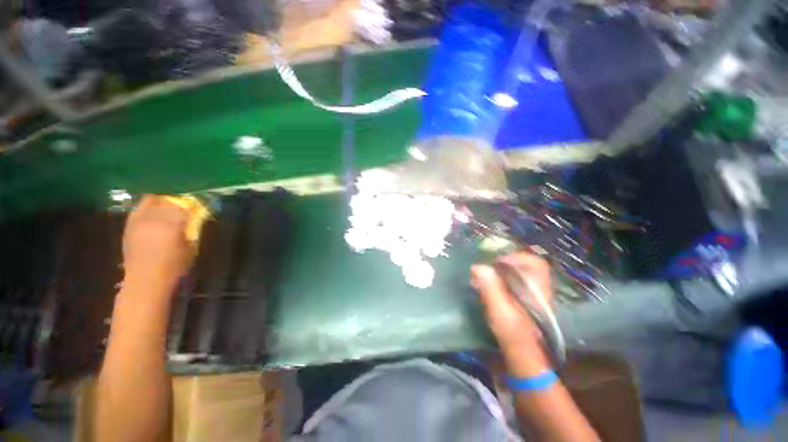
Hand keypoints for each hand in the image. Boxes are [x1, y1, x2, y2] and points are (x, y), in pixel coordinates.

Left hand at [122, 195, 195, 292]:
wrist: (145, 280)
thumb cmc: (174, 267)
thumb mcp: (191, 248)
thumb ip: (192, 230)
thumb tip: (195, 219)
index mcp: (171, 225)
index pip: (184, 206)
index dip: (192, 204)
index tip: (198, 206)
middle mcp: (153, 219)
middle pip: (167, 201)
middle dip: (177, 202)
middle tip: (185, 205)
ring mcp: (138, 221)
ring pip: (150, 201)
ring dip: (162, 202)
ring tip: (169, 205)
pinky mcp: (129, 226)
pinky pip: (139, 209)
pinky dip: (148, 207)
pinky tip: (155, 212)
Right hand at [471, 253, 552, 373]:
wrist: (523, 360)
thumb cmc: (514, 335)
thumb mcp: (500, 311)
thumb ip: (490, 288)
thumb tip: (478, 267)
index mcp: (536, 289)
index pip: (535, 263)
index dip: (516, 258)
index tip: (497, 263)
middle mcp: (537, 290)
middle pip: (525, 268)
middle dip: (504, 265)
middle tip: (487, 270)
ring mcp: (531, 298)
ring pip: (518, 277)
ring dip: (500, 274)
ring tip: (484, 279)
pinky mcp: (523, 305)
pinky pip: (512, 286)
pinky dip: (500, 283)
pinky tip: (487, 290)